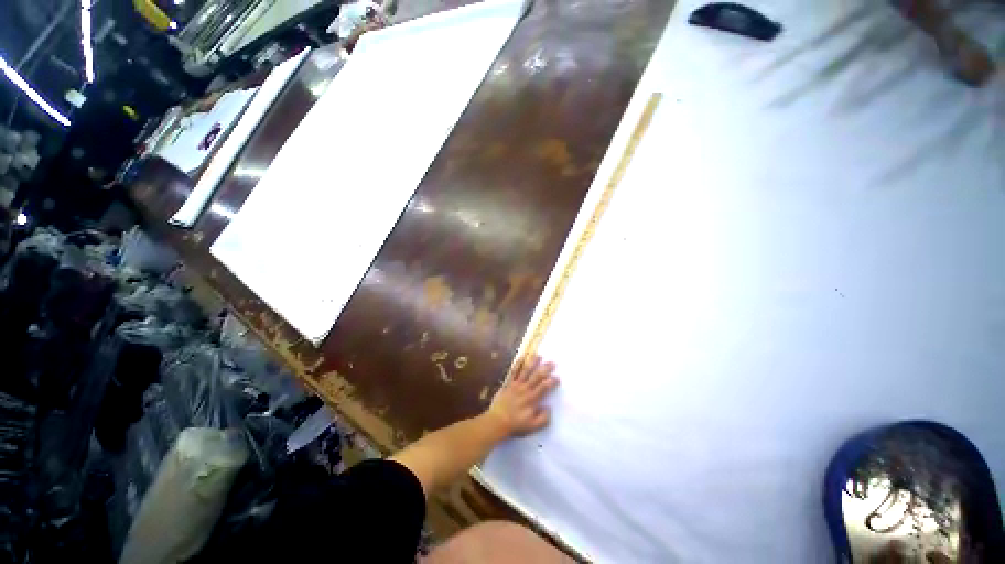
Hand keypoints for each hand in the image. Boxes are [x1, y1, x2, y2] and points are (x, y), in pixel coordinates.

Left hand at [486, 355, 558, 437]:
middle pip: (537, 376)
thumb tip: (549, 408)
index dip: (552, 381)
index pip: (544, 387)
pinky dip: (518, 363)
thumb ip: (543, 419)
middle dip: (545, 368)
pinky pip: (513, 371)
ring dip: (533, 362)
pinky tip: (522, 356)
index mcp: (532, 399)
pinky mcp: (508, 383)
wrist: (497, 421)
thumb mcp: (532, 427)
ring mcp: (516, 385)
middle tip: (553, 362)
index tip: (557, 378)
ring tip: (539, 355)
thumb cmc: (515, 425)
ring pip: (526, 371)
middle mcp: (525, 389)